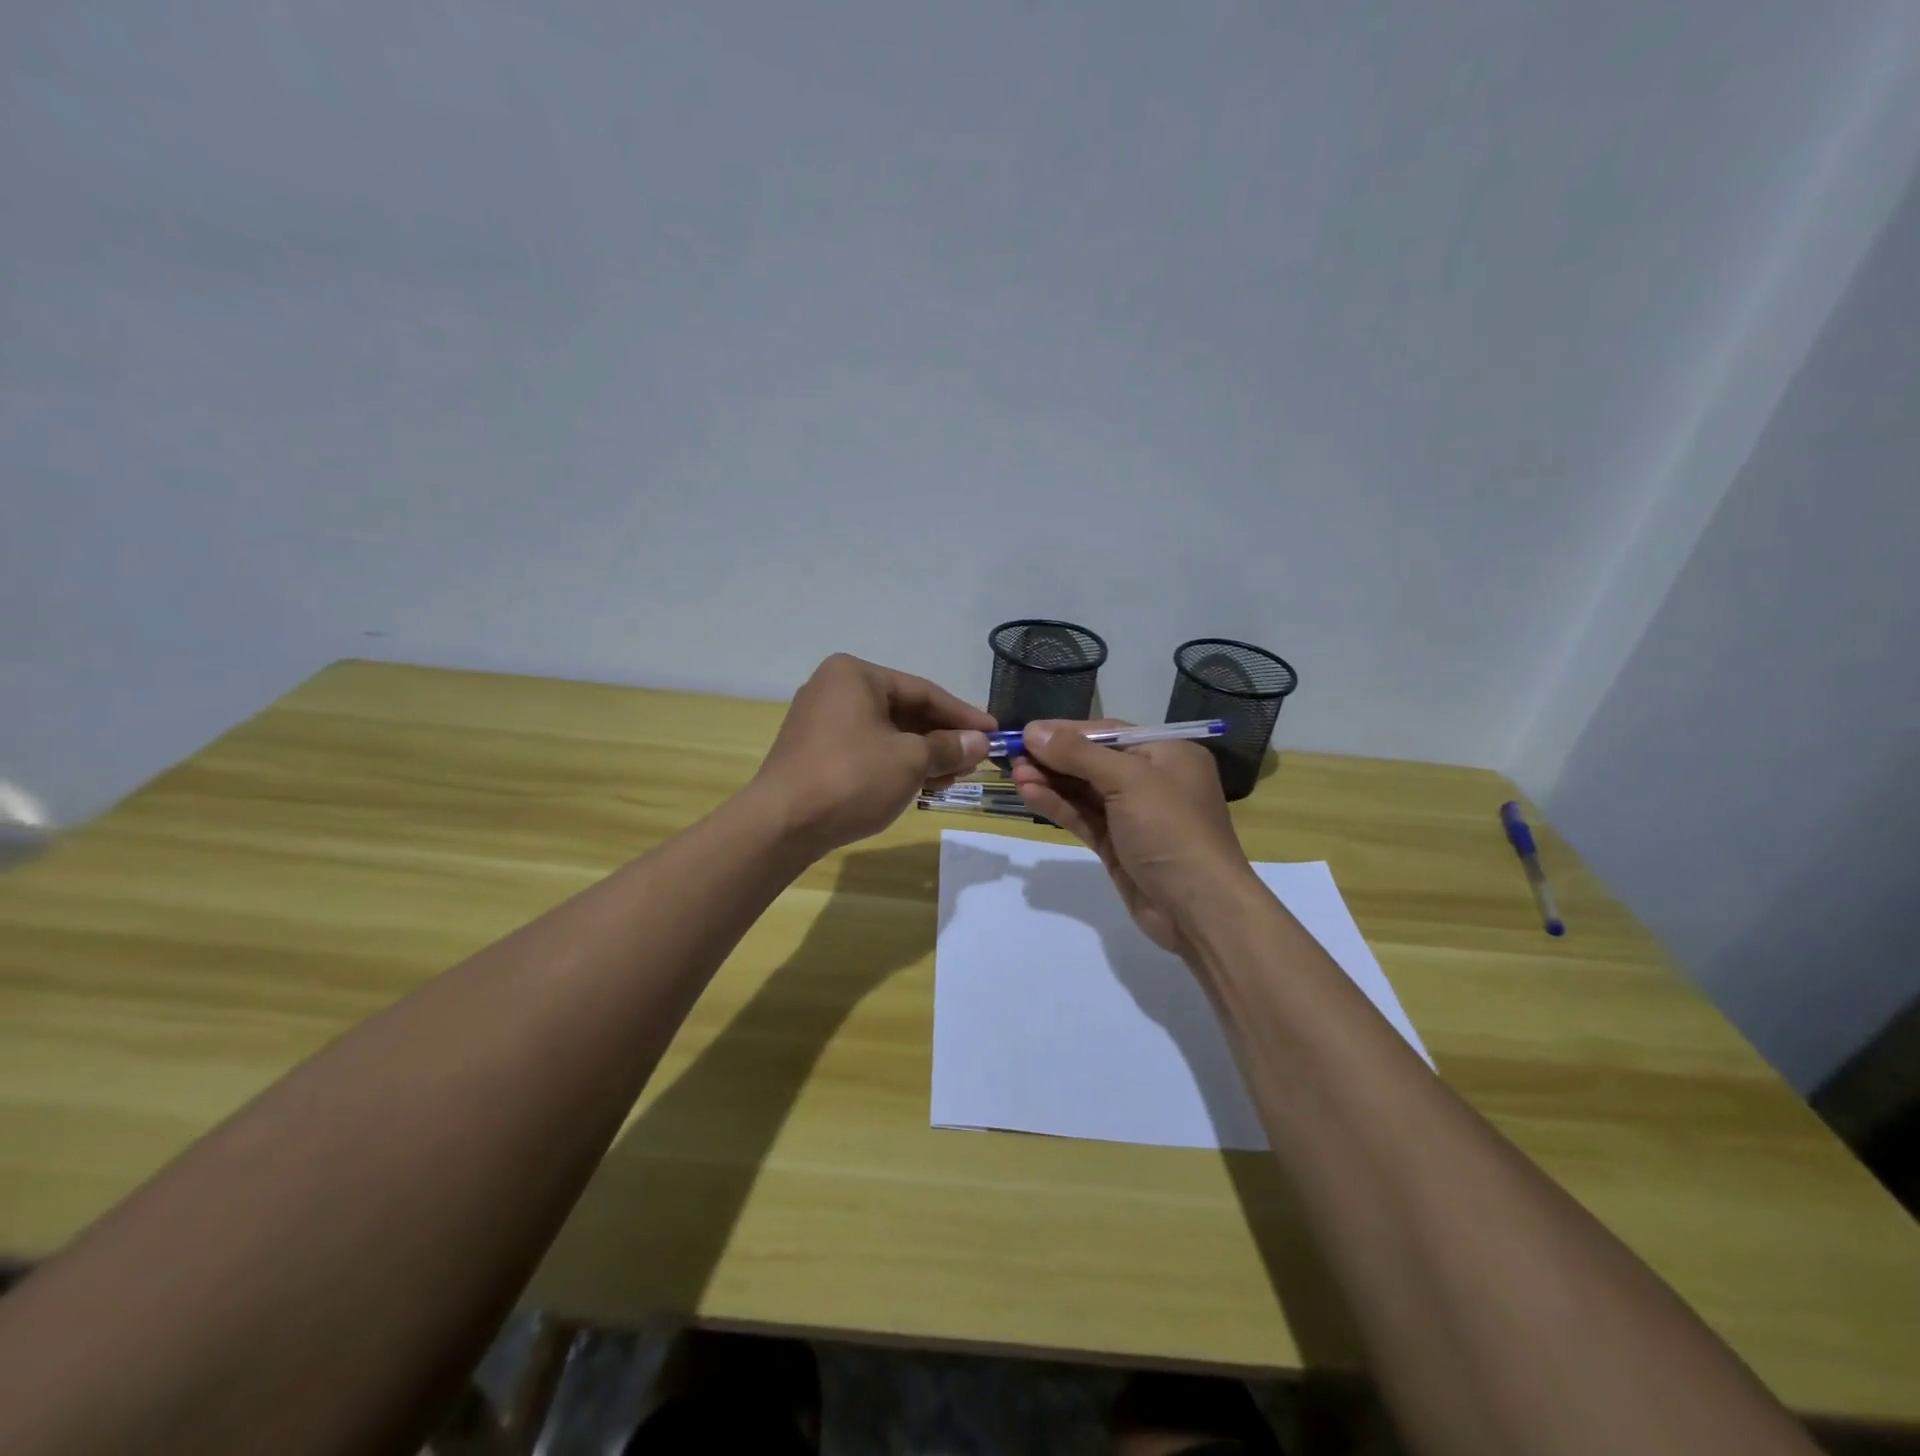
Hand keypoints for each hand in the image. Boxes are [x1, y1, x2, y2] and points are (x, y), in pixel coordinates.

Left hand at [752, 654, 994, 854]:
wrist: (781, 824)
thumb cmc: (851, 778)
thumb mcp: (910, 761)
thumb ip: (949, 747)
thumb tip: (980, 742)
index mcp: (855, 675)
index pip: (923, 691)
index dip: (963, 715)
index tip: (994, 733)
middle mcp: (835, 689)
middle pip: (905, 711)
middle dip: (942, 738)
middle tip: (976, 759)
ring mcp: (822, 721)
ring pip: (887, 733)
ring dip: (923, 754)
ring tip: (955, 777)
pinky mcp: (816, 752)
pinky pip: (868, 750)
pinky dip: (896, 764)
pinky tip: (923, 785)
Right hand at [1010, 720, 1257, 954]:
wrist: (1199, 909)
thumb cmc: (1171, 830)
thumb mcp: (1128, 781)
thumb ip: (1079, 755)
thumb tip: (1033, 731)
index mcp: (1167, 753)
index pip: (1107, 733)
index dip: (1065, 732)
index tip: (1025, 732)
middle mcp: (1151, 779)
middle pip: (1092, 761)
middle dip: (1053, 759)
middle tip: (1011, 756)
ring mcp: (1133, 815)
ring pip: (1084, 791)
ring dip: (1050, 782)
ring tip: (1014, 776)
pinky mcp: (1117, 845)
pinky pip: (1083, 817)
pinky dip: (1057, 806)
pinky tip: (1030, 795)